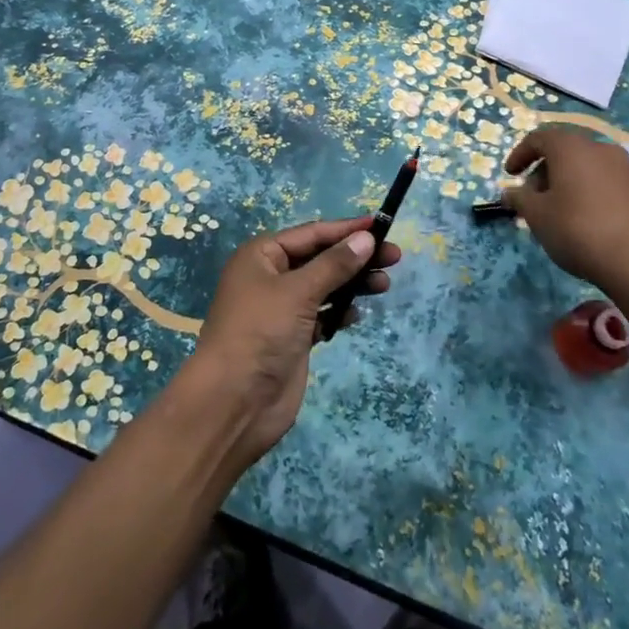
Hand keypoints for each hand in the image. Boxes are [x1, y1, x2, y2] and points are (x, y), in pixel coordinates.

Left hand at [187, 216, 399, 462]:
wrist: (234, 402)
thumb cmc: (260, 332)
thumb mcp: (298, 292)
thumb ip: (334, 265)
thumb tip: (366, 238)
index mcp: (262, 256)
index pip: (311, 234)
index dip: (346, 229)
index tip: (381, 226)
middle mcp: (271, 277)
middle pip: (320, 259)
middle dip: (355, 257)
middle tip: (394, 258)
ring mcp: (282, 309)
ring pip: (324, 286)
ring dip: (352, 284)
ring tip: (385, 284)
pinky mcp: (293, 338)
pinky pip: (323, 314)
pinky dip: (340, 311)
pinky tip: (359, 313)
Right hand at [503, 127, 628, 299]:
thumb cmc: (578, 231)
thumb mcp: (537, 216)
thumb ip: (520, 198)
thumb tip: (510, 192)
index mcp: (572, 148)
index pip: (539, 138)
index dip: (520, 154)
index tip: (510, 175)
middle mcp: (602, 149)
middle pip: (566, 151)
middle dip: (546, 170)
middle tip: (535, 196)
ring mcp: (628, 170)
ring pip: (590, 167)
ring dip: (571, 181)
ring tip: (562, 210)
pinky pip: (611, 184)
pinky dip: (595, 193)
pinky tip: (591, 220)